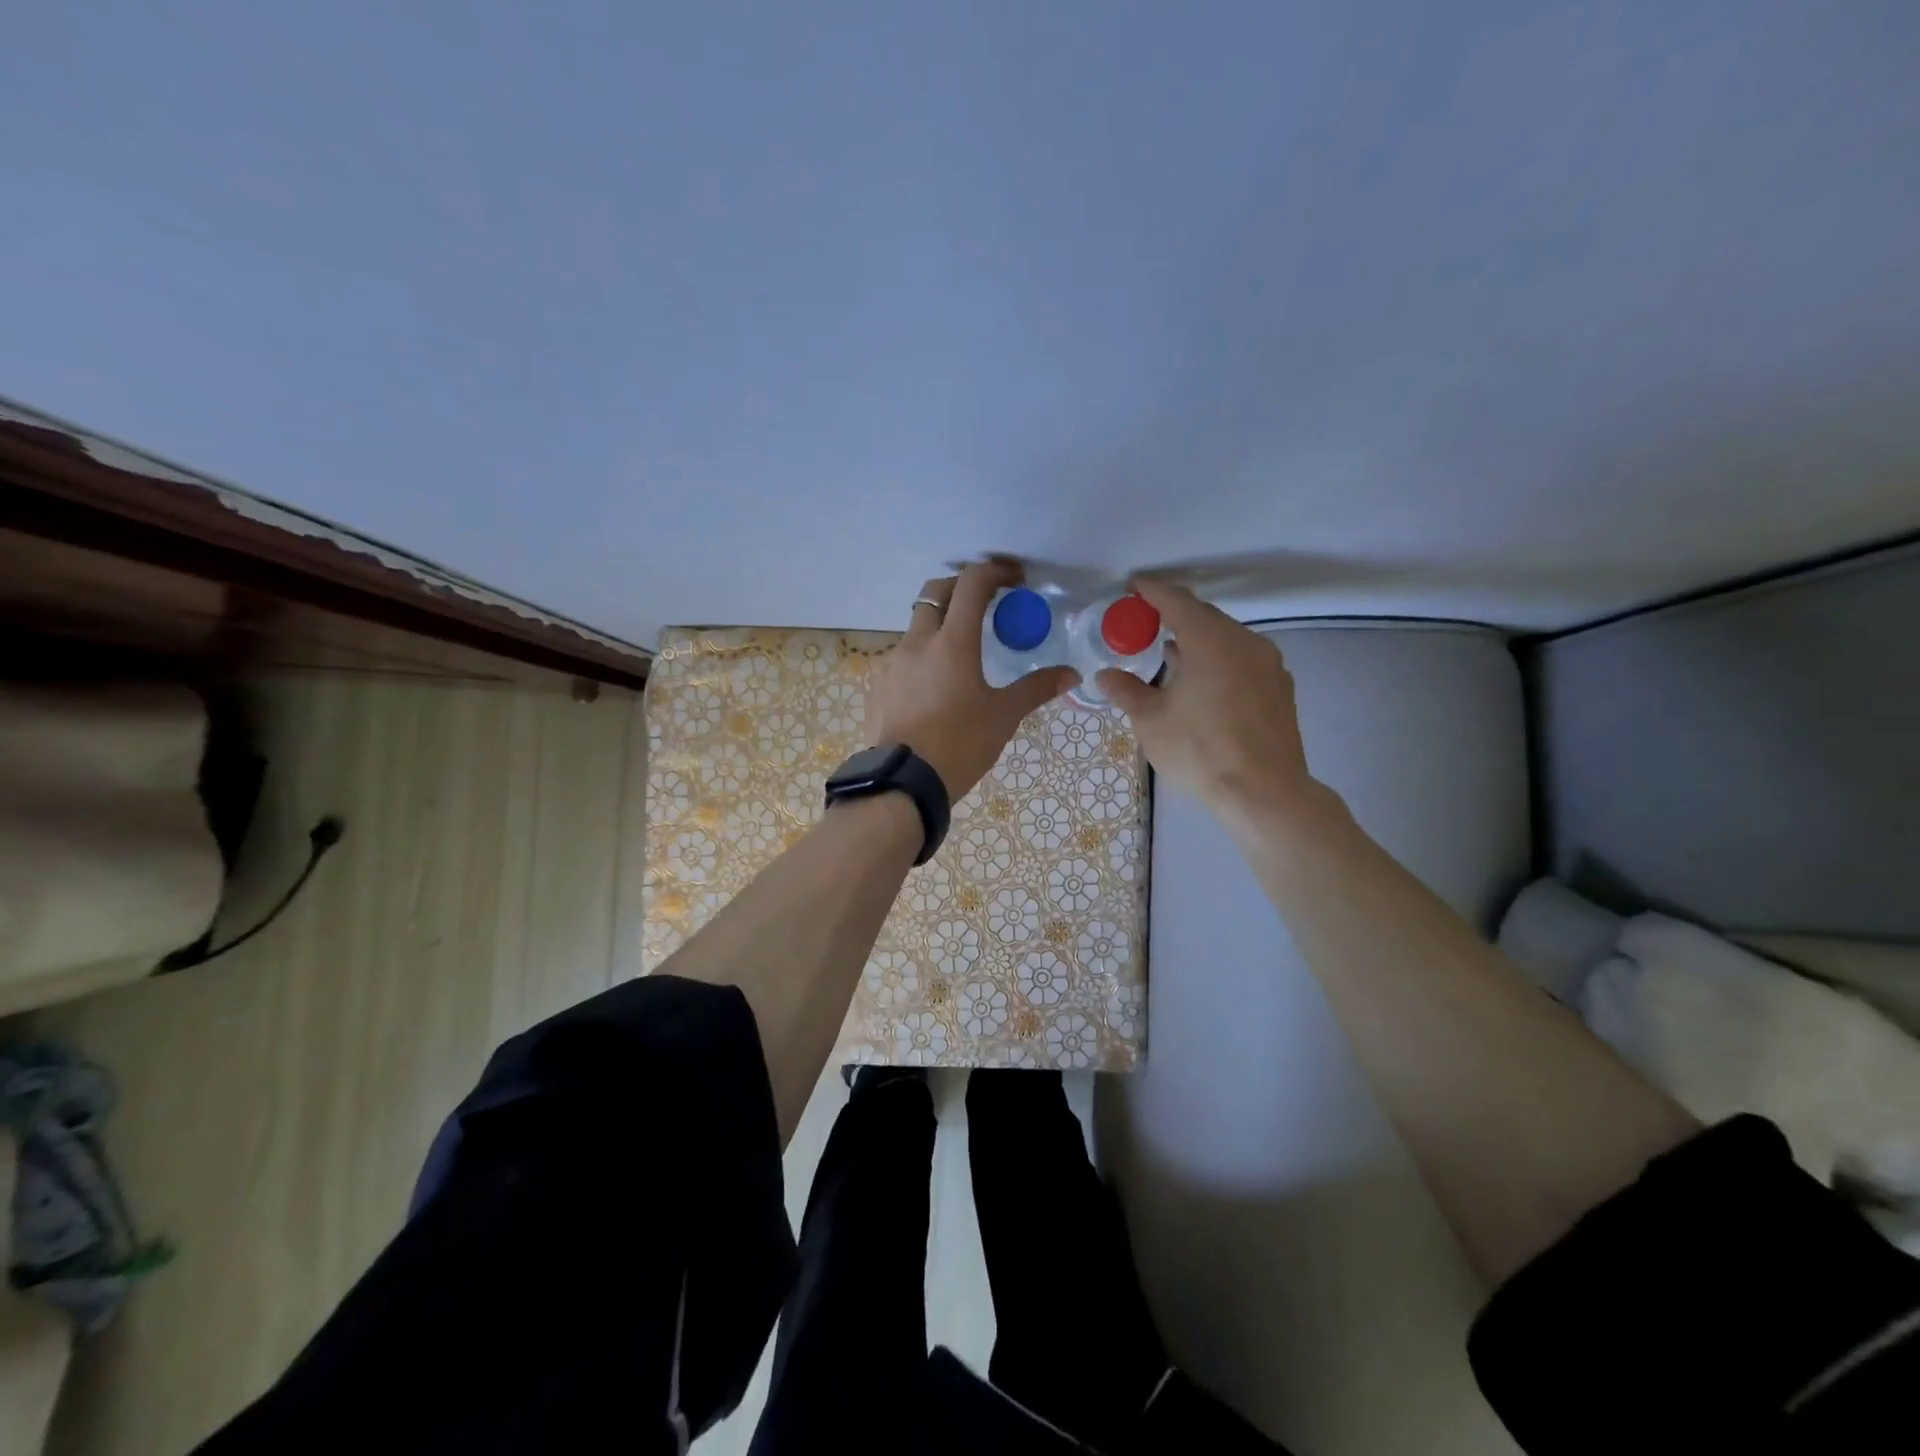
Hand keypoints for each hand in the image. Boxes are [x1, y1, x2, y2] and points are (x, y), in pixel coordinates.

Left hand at [867, 562, 1078, 799]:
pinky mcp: (880, 685)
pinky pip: (904, 656)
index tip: (1015, 579)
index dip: (995, 571)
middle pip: (936, 592)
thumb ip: (1035, 689)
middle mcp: (918, 642)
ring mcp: (893, 662)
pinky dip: (924, 655)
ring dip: (941, 623)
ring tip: (964, 649)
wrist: (904, 783)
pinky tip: (938, 683)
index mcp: (952, 642)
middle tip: (987, 601)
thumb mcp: (1003, 716)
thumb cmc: (960, 744)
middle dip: (962, 587)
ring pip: (917, 625)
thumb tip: (1071, 675)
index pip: (972, 584)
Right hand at [1096, 578, 1321, 831]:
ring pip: (1226, 639)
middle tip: (1146, 623)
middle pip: (1205, 616)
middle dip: (1174, 615)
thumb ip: (1126, 690)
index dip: (1151, 591)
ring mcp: (1268, 664)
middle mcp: (1245, 641)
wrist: (1264, 793)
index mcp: (1210, 640)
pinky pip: (1242, 660)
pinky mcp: (1280, 689)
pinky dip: (1218, 660)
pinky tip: (1203, 682)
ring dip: (1197, 640)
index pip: (1176, 601)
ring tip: (1171, 654)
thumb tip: (1105, 674)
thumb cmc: (1200, 750)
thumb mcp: (1150, 720)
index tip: (1132, 586)